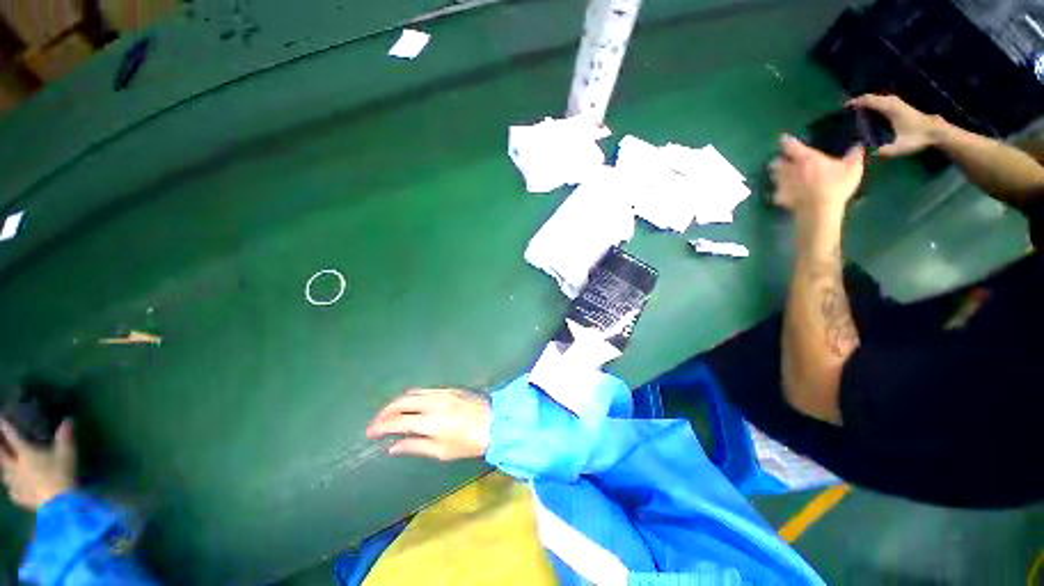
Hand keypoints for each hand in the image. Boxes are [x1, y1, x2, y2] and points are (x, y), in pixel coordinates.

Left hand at [0, 419, 76, 510]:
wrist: (59, 503)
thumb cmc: (61, 473)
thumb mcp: (67, 453)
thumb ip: (65, 437)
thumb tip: (68, 420)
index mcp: (25, 454)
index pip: (13, 436)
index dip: (6, 427)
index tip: (1, 419)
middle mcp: (16, 466)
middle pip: (1, 455)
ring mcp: (16, 484)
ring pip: (3, 474)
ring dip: (1, 466)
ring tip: (2, 463)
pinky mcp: (20, 496)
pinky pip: (12, 491)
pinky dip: (11, 488)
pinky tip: (12, 489)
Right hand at [366, 389, 490, 461]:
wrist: (495, 423)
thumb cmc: (469, 443)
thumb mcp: (441, 451)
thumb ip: (415, 446)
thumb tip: (393, 447)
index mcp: (430, 422)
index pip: (397, 421)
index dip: (380, 426)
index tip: (370, 432)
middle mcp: (433, 403)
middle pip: (401, 402)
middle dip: (385, 412)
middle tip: (377, 422)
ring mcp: (442, 393)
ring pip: (413, 392)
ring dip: (398, 402)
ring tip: (391, 413)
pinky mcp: (450, 389)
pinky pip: (425, 390)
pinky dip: (413, 396)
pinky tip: (411, 405)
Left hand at [769, 135, 864, 213]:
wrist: (819, 209)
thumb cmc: (836, 186)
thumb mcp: (852, 168)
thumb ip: (854, 154)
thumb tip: (858, 143)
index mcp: (806, 158)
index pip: (791, 145)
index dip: (786, 141)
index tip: (784, 138)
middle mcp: (790, 169)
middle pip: (776, 162)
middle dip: (779, 160)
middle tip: (785, 161)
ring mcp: (782, 184)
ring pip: (773, 176)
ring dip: (777, 174)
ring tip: (783, 175)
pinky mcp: (780, 197)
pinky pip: (776, 193)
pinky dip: (779, 192)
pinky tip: (785, 193)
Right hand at [847, 94, 943, 156]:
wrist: (935, 131)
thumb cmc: (917, 138)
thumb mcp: (899, 148)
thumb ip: (883, 151)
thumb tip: (866, 154)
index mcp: (890, 109)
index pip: (869, 101)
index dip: (856, 102)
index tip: (844, 107)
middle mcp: (893, 102)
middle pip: (872, 97)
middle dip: (859, 101)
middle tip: (846, 109)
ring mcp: (897, 103)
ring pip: (877, 98)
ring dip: (866, 102)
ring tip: (855, 109)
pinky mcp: (899, 106)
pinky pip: (882, 100)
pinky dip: (873, 103)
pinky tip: (869, 110)